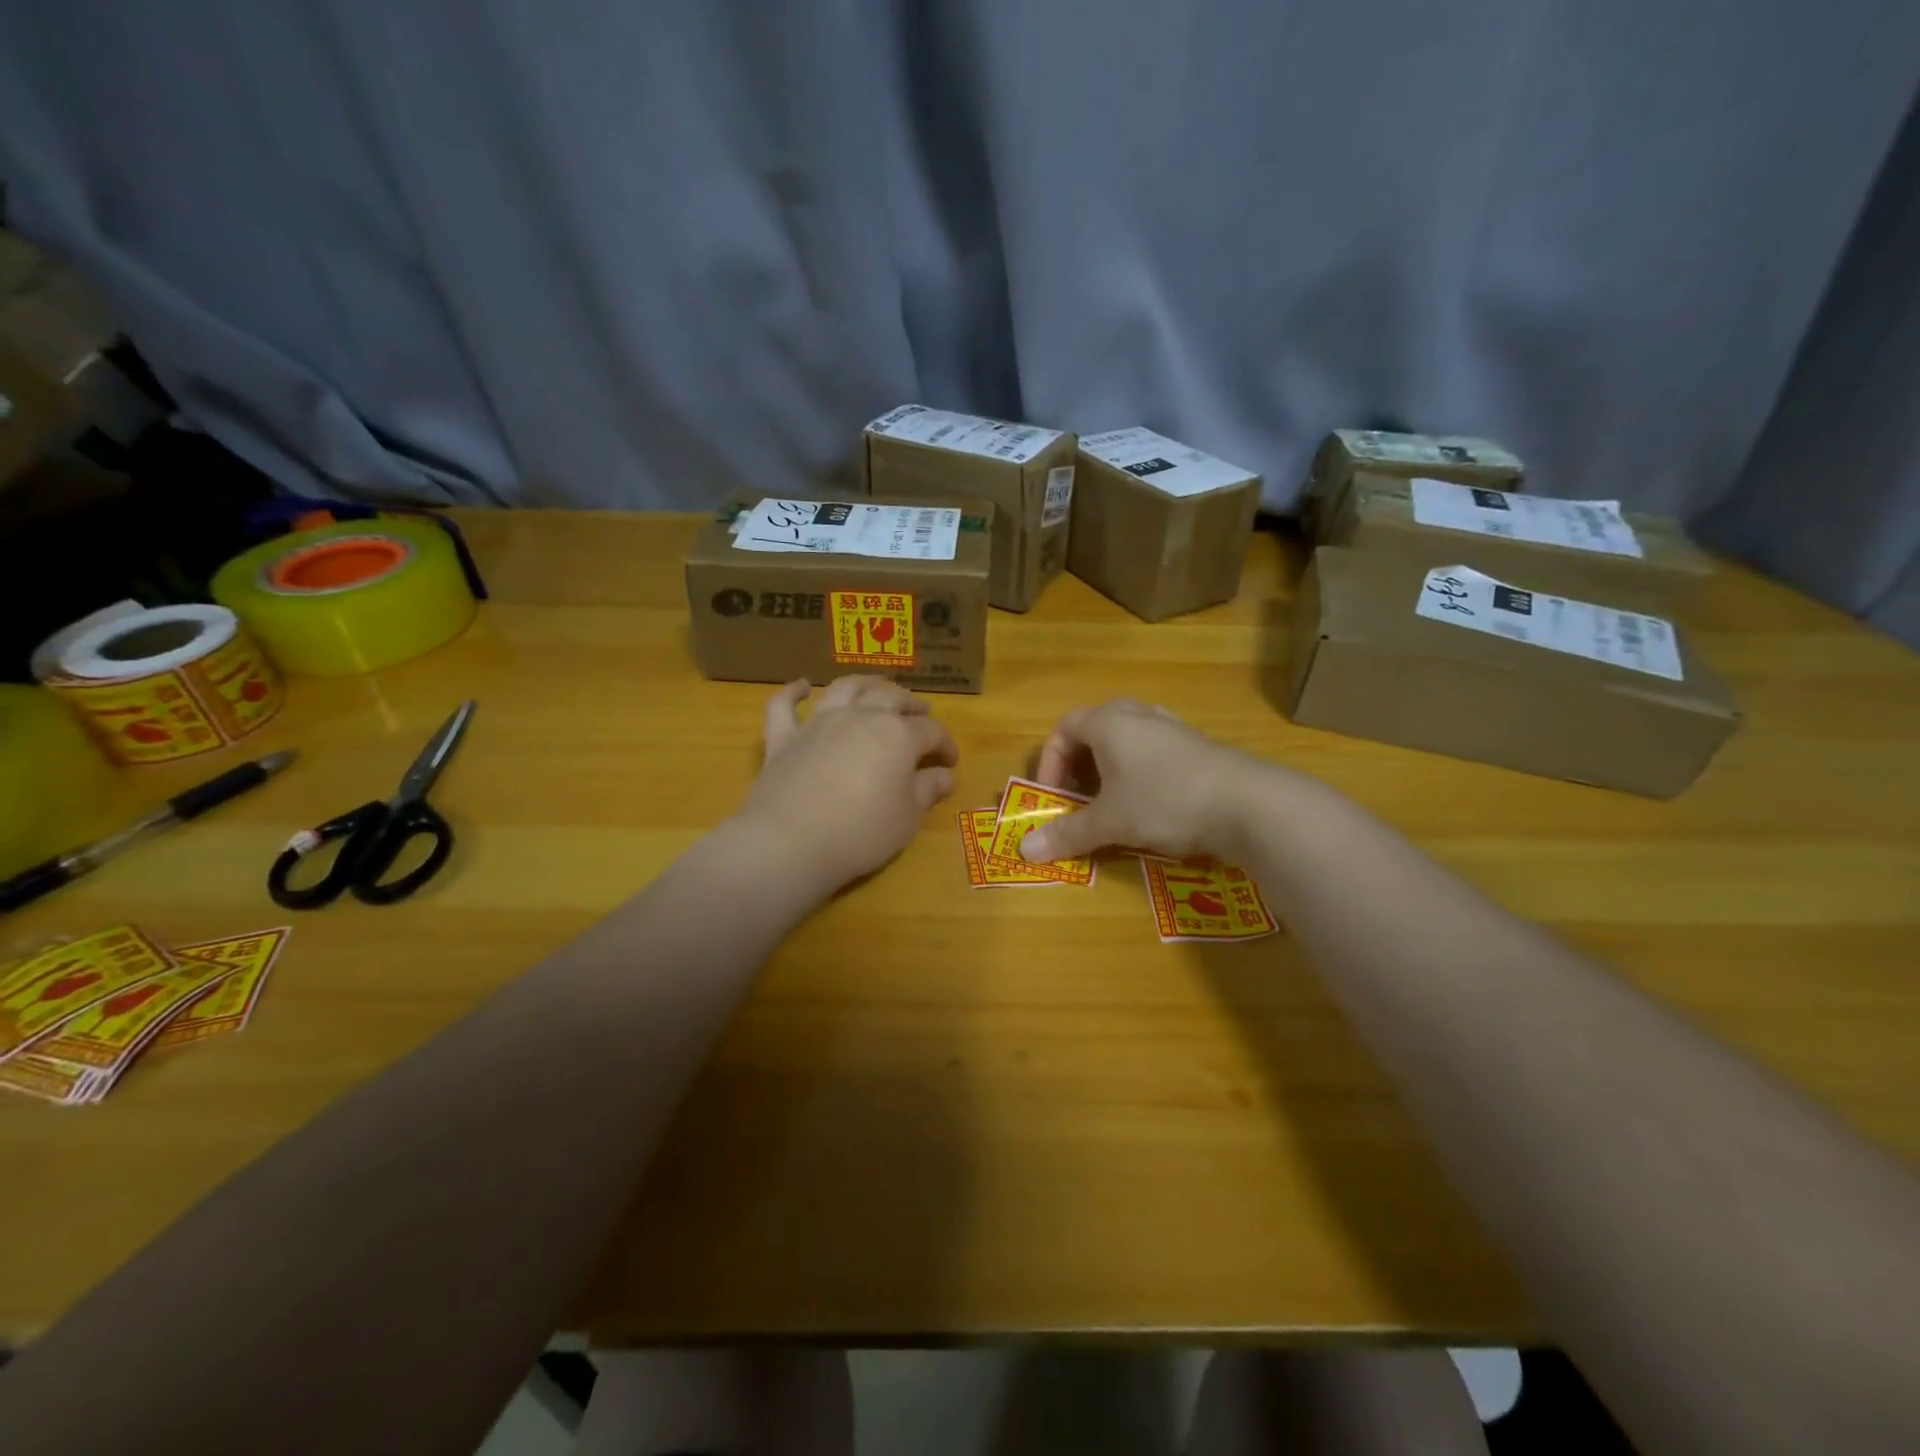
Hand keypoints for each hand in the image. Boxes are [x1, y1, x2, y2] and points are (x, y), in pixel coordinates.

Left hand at [738, 677, 958, 893]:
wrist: (790, 842)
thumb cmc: (861, 833)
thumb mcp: (907, 818)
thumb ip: (927, 791)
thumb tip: (944, 775)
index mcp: (897, 735)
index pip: (931, 730)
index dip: (945, 743)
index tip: (950, 761)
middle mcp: (860, 717)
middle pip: (891, 698)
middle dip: (911, 704)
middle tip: (921, 712)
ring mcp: (819, 723)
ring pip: (845, 688)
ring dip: (864, 683)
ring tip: (876, 685)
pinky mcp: (784, 737)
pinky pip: (785, 704)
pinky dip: (794, 691)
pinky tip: (802, 686)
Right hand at [1021, 699, 1265, 863]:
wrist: (1247, 803)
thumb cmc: (1164, 801)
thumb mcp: (1110, 822)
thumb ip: (1068, 834)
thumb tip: (1024, 851)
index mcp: (1109, 721)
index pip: (1063, 729)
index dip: (1050, 764)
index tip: (1054, 799)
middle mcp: (1138, 714)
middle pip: (1094, 730)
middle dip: (1079, 766)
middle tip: (1079, 798)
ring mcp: (1172, 727)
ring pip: (1127, 740)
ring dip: (1111, 769)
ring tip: (1113, 802)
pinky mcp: (1198, 746)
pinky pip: (1155, 752)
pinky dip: (1141, 774)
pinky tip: (1153, 804)